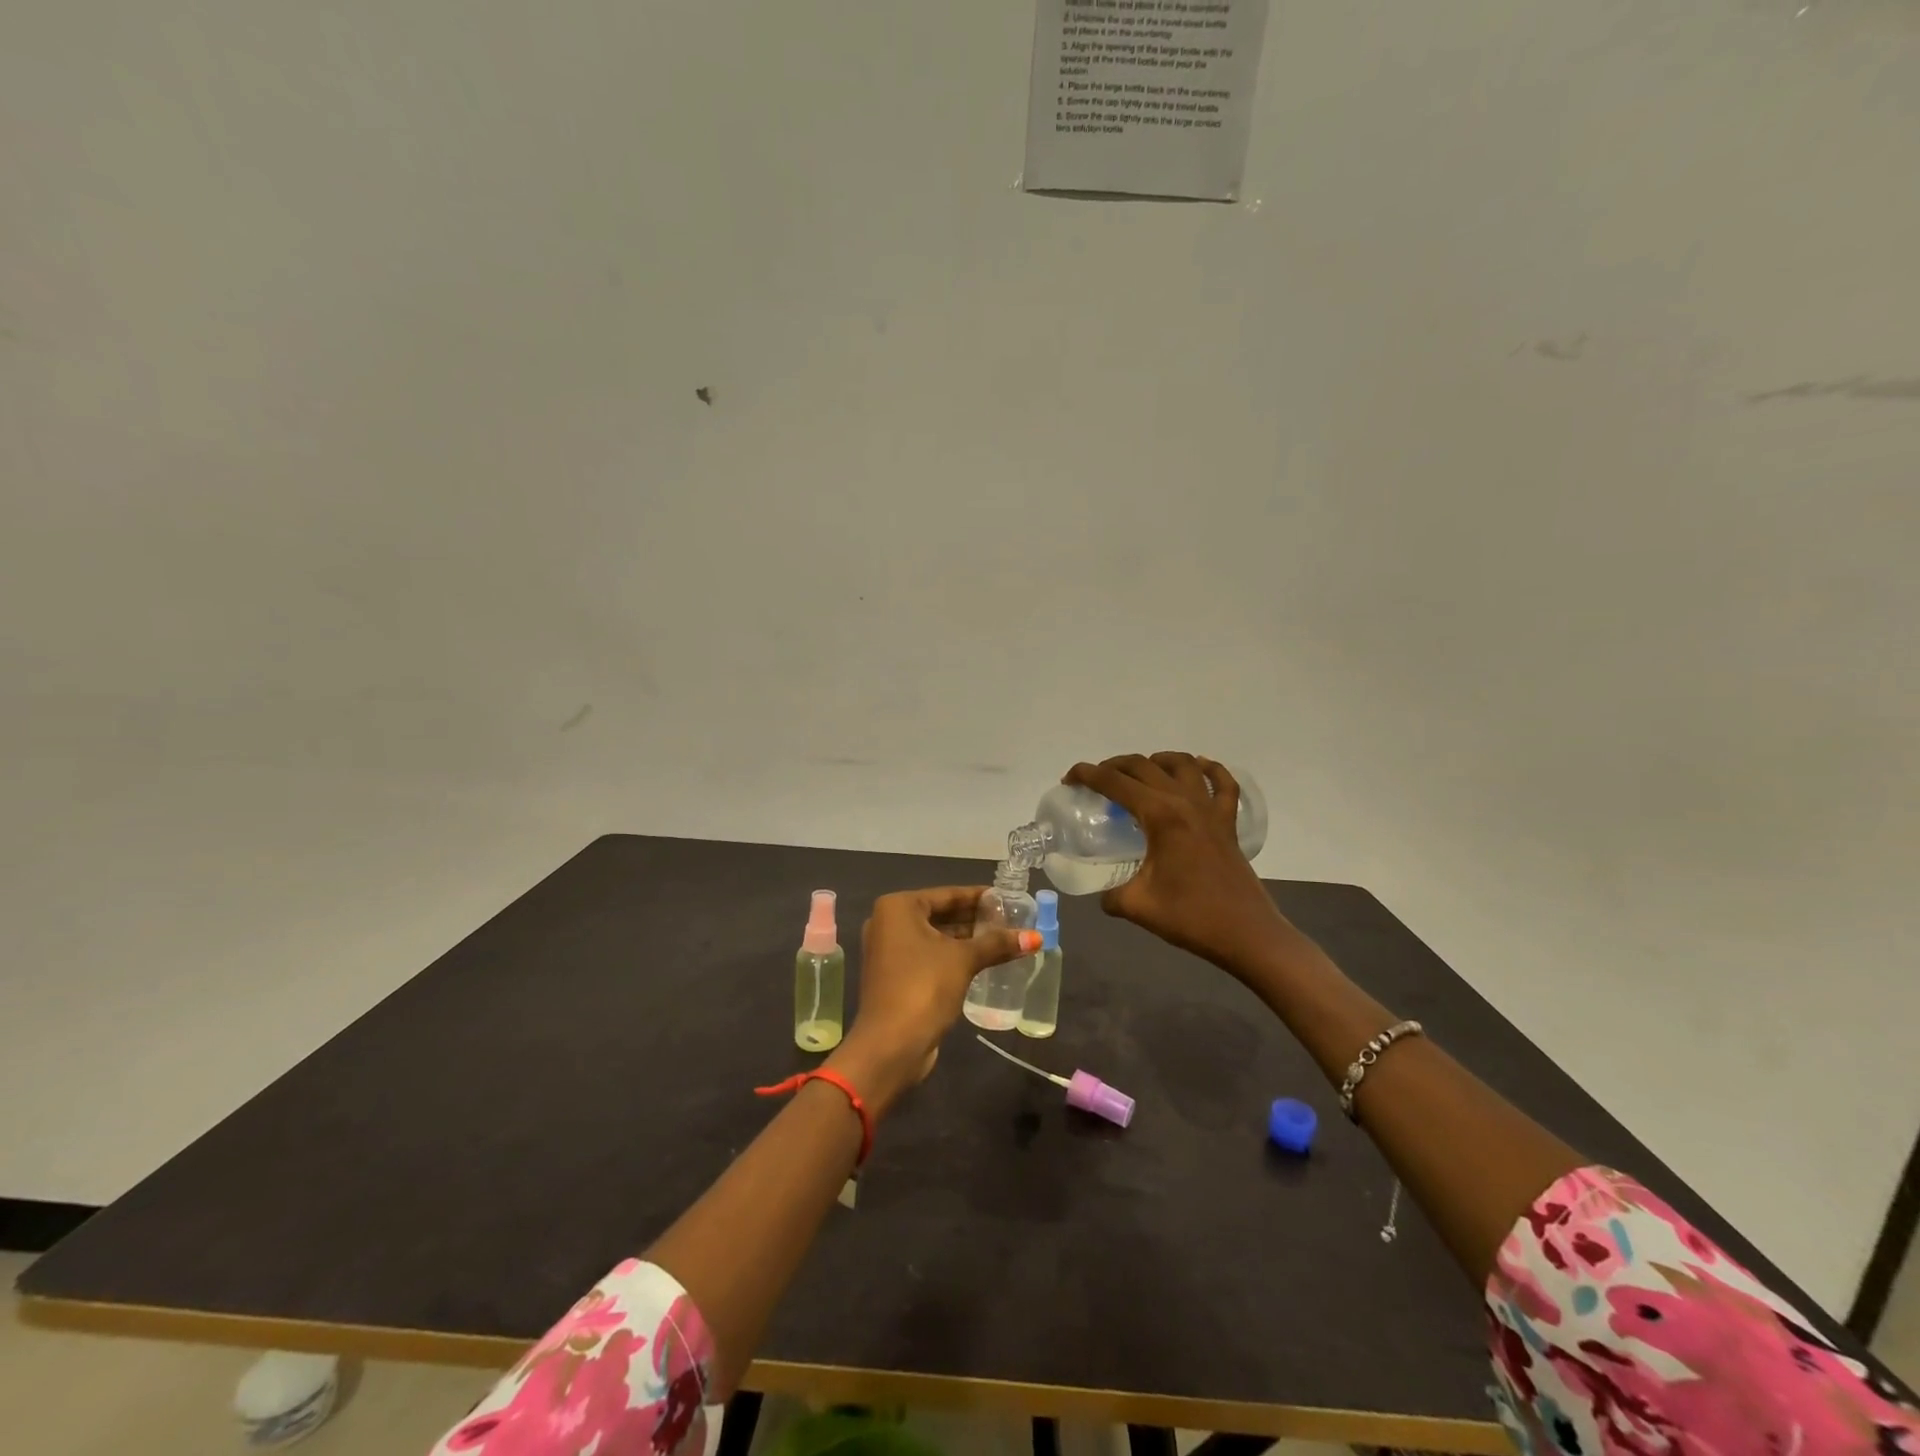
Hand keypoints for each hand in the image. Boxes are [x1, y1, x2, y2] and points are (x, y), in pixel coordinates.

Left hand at [827, 887, 1038, 1116]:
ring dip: (966, 939)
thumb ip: (997, 944)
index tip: (1007, 898)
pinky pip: (930, 956)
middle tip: (1010, 920)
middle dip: (975, 918)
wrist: (890, 1045)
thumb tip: (1036, 937)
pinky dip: (953, 956)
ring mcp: (889, 951)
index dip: (979, 897)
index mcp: (898, 908)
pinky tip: (983, 961)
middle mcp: (888, 923)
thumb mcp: (964, 960)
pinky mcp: (895, 976)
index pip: (947, 894)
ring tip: (1003, 940)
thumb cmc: (924, 987)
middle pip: (941, 914)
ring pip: (936, 937)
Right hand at [1065, 753, 1286, 971]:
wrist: (1247, 934)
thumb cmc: (1190, 917)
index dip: (1087, 775)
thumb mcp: (1137, 905)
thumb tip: (1104, 894)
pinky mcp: (1228, 823)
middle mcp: (1185, 802)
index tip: (1068, 780)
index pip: (1115, 782)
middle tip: (1095, 781)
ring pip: (1182, 764)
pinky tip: (1199, 768)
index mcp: (1160, 815)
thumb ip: (1112, 895)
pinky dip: (1210, 770)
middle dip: (1113, 766)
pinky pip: (1223, 784)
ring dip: (1156, 760)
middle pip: (1143, 766)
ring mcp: (1210, 810)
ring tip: (1139, 772)